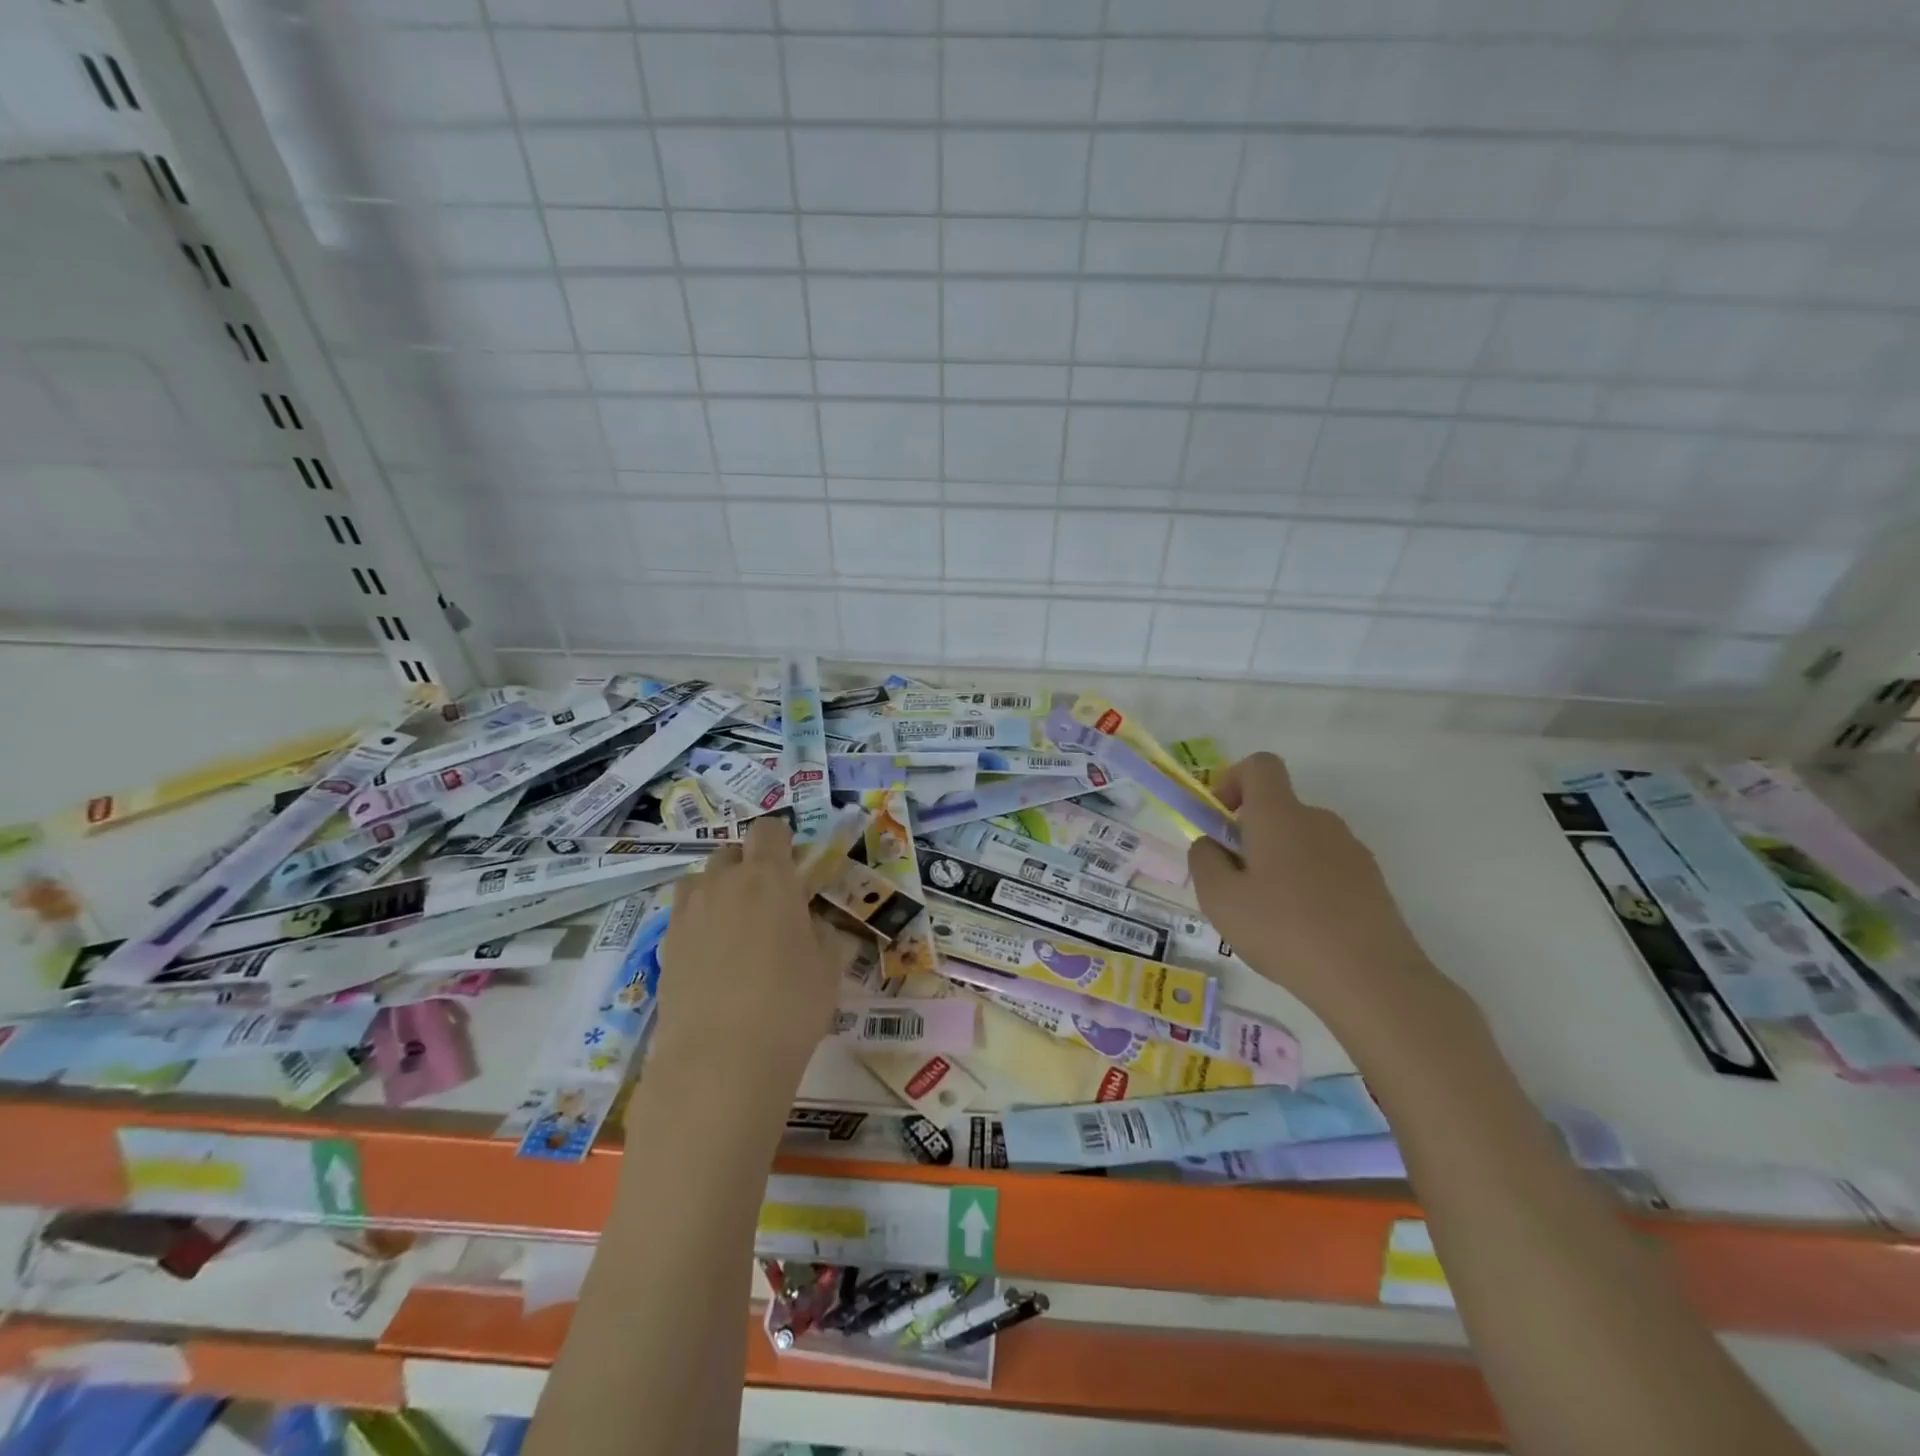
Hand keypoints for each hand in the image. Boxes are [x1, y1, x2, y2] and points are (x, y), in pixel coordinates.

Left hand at [655, 817, 852, 1095]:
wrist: (720, 1061)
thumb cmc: (790, 1005)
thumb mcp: (829, 966)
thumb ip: (820, 931)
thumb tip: (808, 923)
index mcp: (770, 877)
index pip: (769, 830)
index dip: (781, 841)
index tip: (794, 868)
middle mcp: (724, 883)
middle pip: (731, 852)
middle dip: (749, 866)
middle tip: (768, 903)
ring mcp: (688, 913)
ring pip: (701, 881)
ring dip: (719, 890)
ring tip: (736, 928)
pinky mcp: (666, 946)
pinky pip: (684, 916)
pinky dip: (700, 923)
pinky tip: (715, 959)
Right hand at [1188, 753, 1461, 1038]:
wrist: (1372, 980)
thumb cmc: (1284, 930)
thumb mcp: (1220, 899)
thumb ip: (1204, 861)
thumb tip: (1211, 844)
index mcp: (1280, 815)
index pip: (1260, 766)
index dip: (1233, 780)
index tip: (1220, 819)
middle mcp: (1318, 821)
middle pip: (1278, 808)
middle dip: (1250, 834)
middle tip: (1235, 882)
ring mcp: (1351, 850)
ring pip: (1301, 840)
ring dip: (1278, 862)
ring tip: (1268, 915)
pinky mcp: (1372, 881)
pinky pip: (1326, 867)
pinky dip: (1307, 884)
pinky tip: (1303, 930)